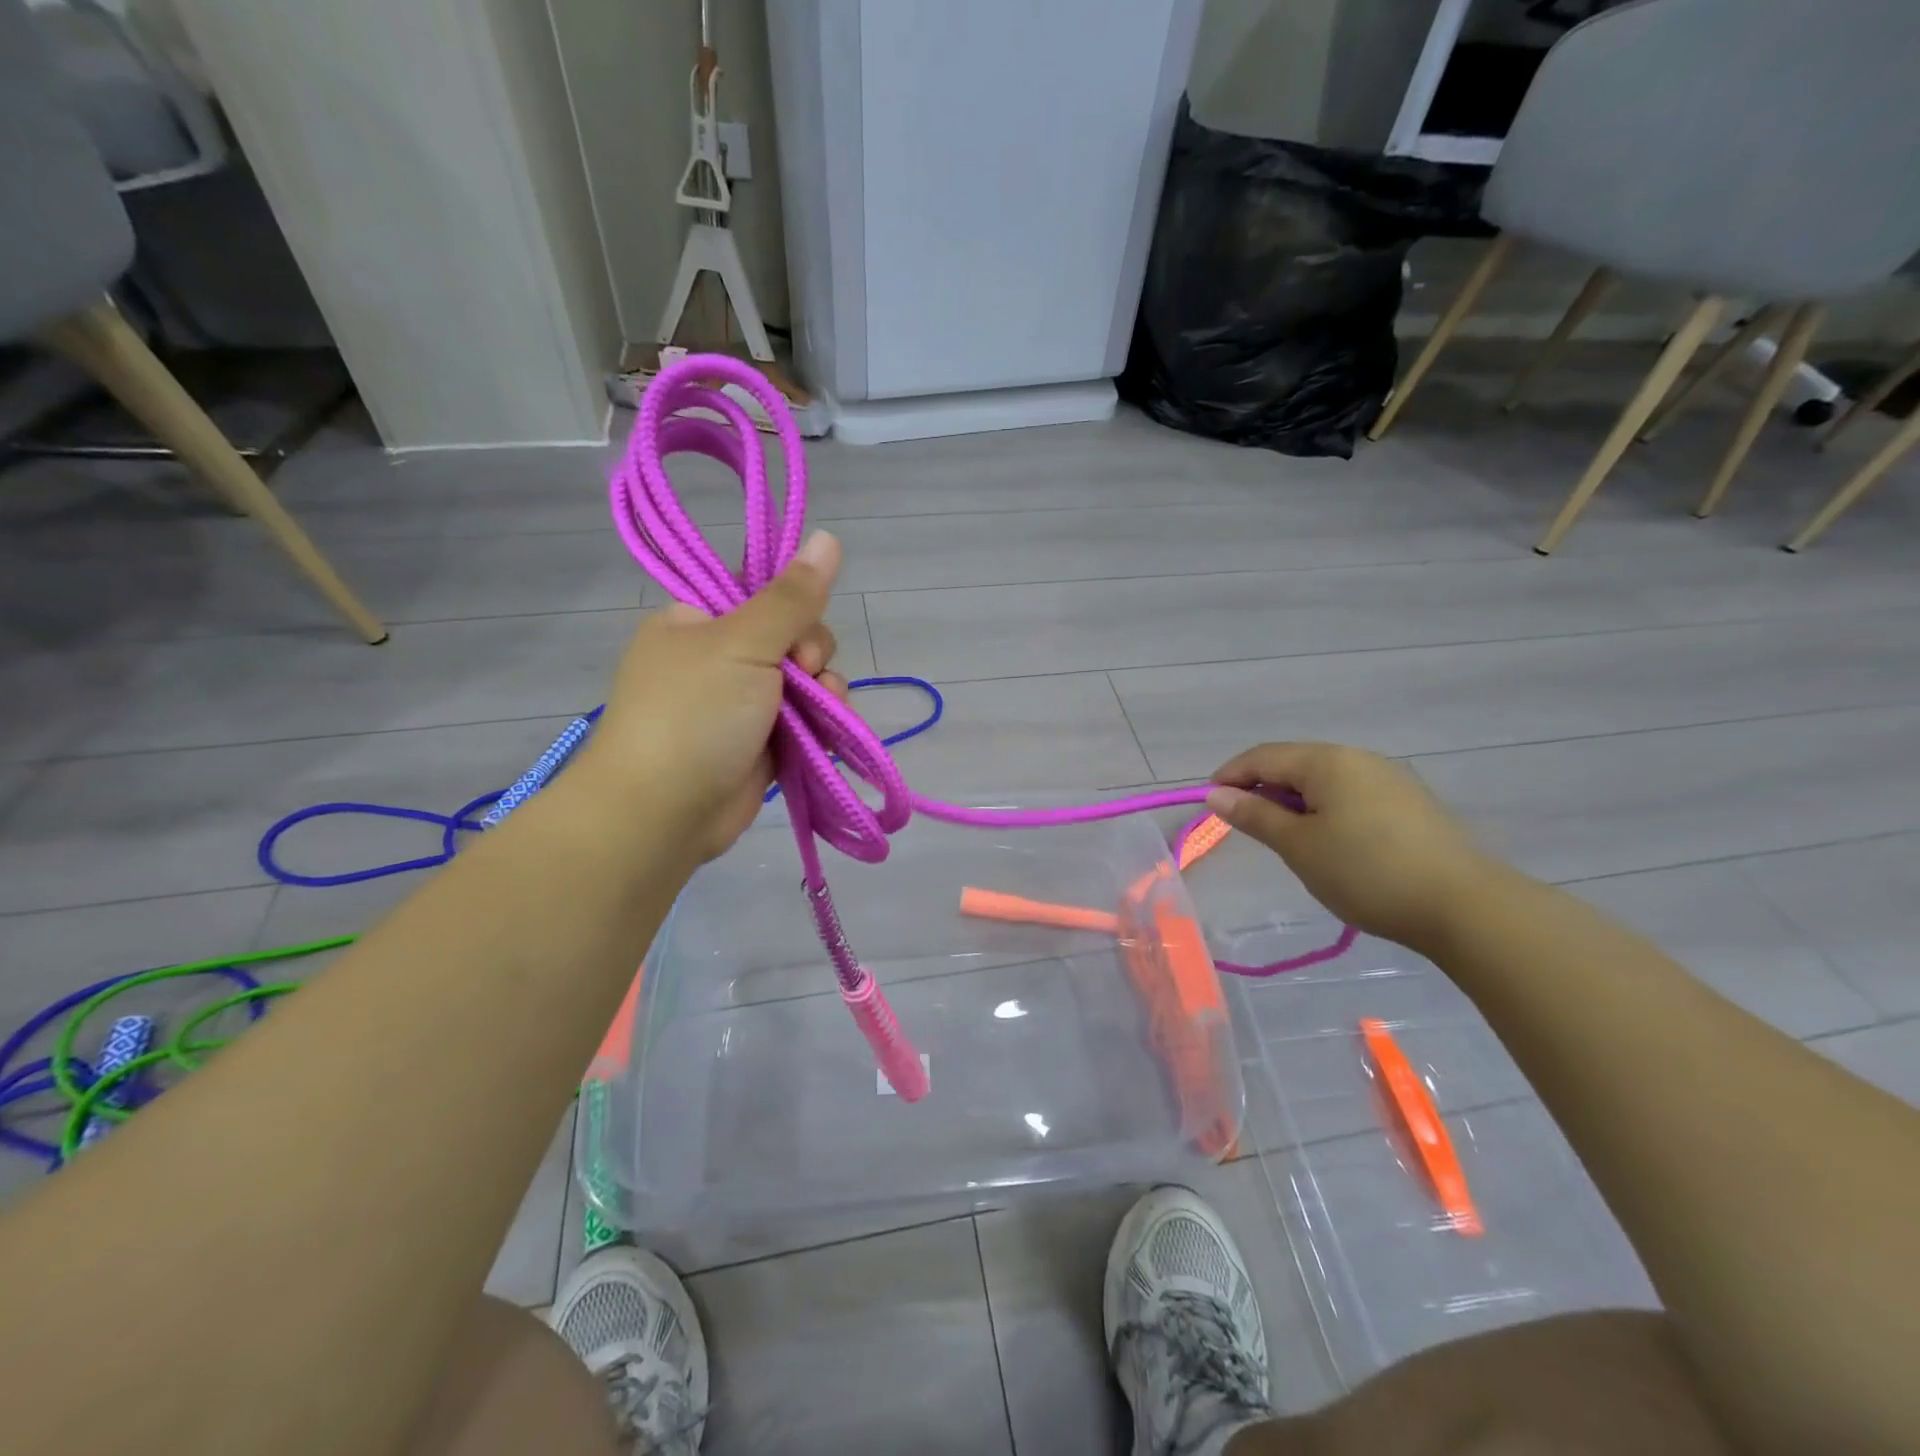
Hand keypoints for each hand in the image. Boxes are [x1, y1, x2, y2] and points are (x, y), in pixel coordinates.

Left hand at [582, 531, 846, 861]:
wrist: (663, 813)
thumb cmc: (693, 714)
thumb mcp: (742, 644)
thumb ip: (791, 597)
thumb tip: (829, 536)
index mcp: (699, 621)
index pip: (761, 592)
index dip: (792, 605)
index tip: (797, 629)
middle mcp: (720, 658)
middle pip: (793, 636)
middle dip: (812, 655)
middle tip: (802, 675)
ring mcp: (742, 704)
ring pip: (807, 682)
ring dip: (825, 693)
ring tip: (824, 714)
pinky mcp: (762, 744)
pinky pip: (808, 721)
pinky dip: (823, 726)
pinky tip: (828, 737)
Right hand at [1205, 742, 1497, 949]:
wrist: (1464, 907)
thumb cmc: (1366, 872)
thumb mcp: (1299, 846)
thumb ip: (1255, 815)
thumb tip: (1216, 794)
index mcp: (1327, 761)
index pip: (1262, 757)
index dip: (1230, 776)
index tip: (1209, 804)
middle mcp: (1358, 758)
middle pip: (1294, 763)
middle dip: (1262, 788)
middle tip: (1245, 824)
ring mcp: (1389, 779)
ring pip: (1324, 780)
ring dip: (1294, 801)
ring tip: (1285, 837)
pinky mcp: (1409, 803)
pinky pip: (1350, 794)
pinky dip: (1325, 810)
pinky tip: (1329, 842)